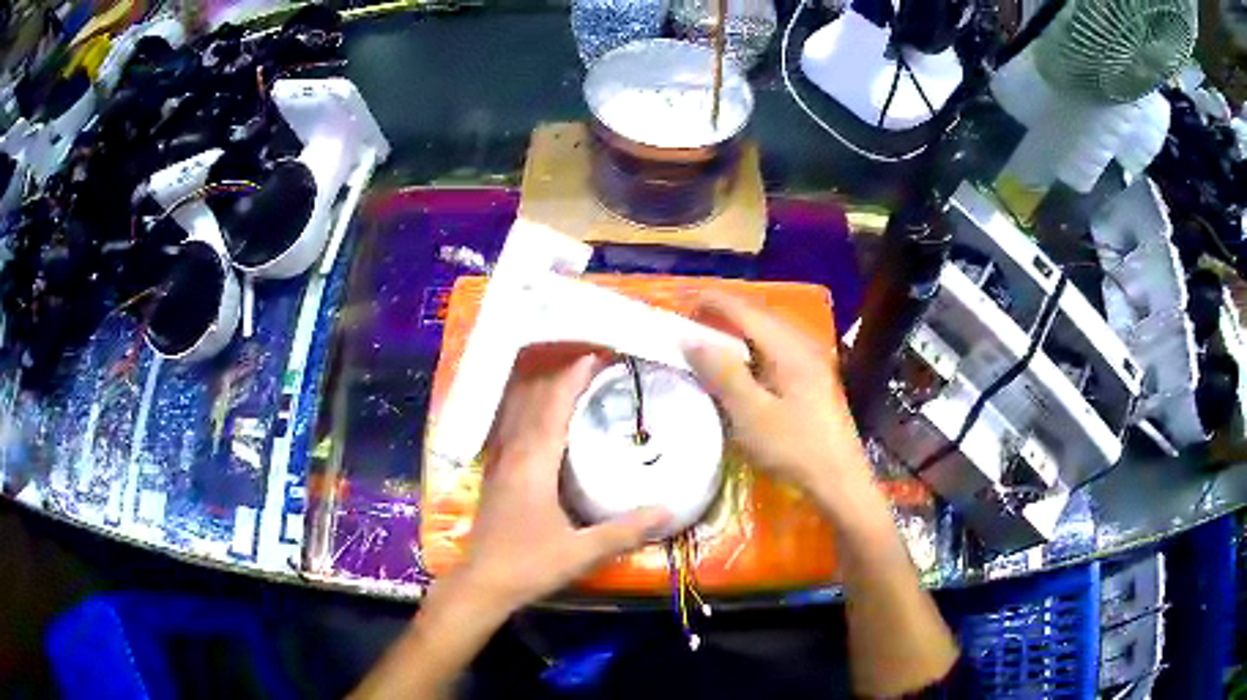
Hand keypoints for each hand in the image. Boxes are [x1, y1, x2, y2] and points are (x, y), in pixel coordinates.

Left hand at [454, 345, 669, 613]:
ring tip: (569, 377)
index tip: (598, 355)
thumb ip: (625, 531)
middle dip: (561, 376)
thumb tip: (669, 509)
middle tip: (592, 361)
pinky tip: (540, 416)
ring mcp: (500, 464)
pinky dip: (529, 412)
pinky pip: (513, 429)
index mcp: (533, 463)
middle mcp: (514, 454)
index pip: (554, 406)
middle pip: (534, 400)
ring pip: (519, 412)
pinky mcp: (496, 477)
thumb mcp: (582, 551)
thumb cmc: (529, 565)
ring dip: (542, 390)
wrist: (482, 584)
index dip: (574, 377)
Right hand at [684, 291, 873, 518]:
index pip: (745, 311)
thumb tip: (691, 339)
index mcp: (789, 348)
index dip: (712, 303)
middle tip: (691, 323)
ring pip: (768, 333)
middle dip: (724, 314)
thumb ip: (722, 373)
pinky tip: (741, 366)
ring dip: (738, 332)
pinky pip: (776, 350)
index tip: (682, 304)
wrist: (839, 481)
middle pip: (758, 316)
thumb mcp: (751, 414)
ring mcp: (812, 361)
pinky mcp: (813, 379)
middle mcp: (803, 344)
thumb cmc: (794, 448)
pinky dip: (752, 350)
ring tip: (710, 341)